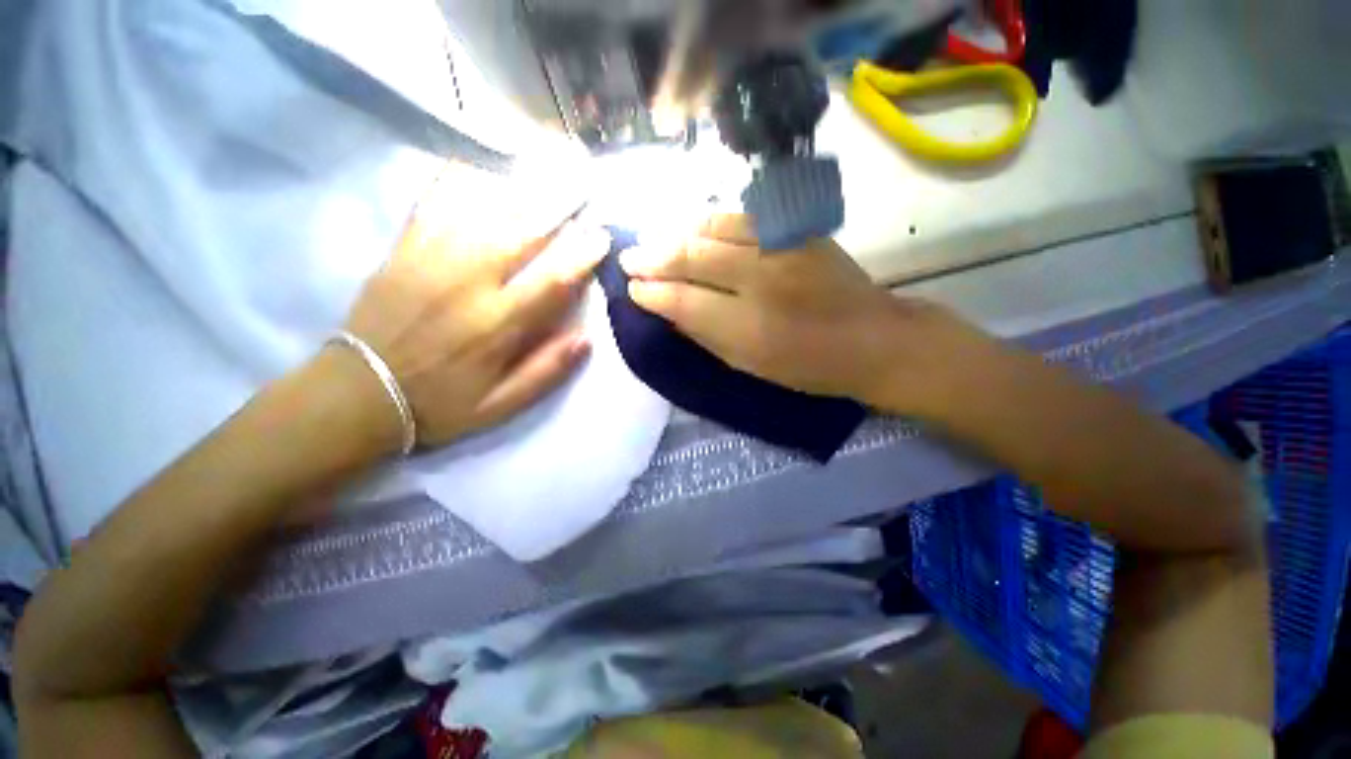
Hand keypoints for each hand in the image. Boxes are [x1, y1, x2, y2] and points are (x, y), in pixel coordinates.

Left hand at [341, 168, 610, 450]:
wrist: (358, 394)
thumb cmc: (440, 404)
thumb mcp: (502, 405)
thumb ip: (546, 371)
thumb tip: (585, 337)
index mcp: (496, 325)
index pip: (552, 280)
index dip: (582, 255)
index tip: (602, 236)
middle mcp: (467, 284)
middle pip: (520, 232)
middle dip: (557, 206)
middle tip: (582, 184)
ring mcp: (430, 260)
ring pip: (481, 210)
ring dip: (518, 188)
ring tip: (545, 168)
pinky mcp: (403, 250)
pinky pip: (432, 203)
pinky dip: (455, 180)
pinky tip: (478, 167)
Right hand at [622, 214, 988, 414]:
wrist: (873, 339)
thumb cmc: (808, 366)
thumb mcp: (749, 365)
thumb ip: (705, 335)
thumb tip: (668, 308)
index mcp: (749, 328)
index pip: (682, 301)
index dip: (651, 293)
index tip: (631, 288)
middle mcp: (762, 281)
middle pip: (692, 257)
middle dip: (652, 257)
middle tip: (628, 258)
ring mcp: (783, 248)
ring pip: (714, 228)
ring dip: (677, 233)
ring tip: (655, 240)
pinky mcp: (799, 230)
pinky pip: (743, 217)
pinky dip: (711, 221)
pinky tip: (694, 227)